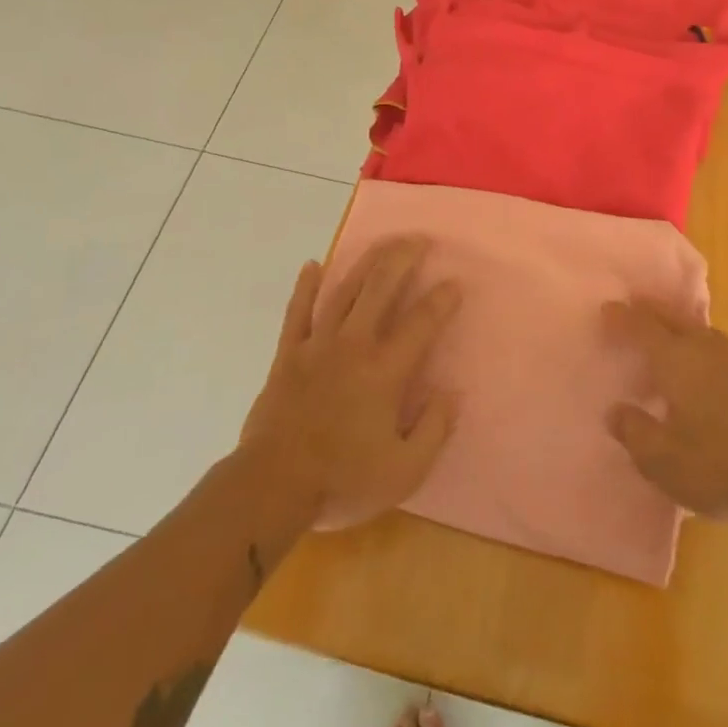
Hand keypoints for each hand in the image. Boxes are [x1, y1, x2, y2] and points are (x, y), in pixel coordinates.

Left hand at [240, 238, 459, 530]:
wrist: (272, 486)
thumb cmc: (342, 480)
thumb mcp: (404, 471)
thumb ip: (434, 429)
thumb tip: (451, 392)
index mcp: (385, 371)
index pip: (421, 323)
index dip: (441, 299)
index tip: (455, 282)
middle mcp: (353, 345)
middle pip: (381, 289)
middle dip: (403, 259)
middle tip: (420, 240)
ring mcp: (317, 346)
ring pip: (344, 291)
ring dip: (365, 263)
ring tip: (383, 243)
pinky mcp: (287, 355)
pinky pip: (297, 312)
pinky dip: (305, 287)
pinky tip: (312, 265)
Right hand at [605, 299, 727, 526]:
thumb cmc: (719, 465)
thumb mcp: (661, 459)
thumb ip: (634, 431)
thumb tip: (616, 411)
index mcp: (676, 360)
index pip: (642, 328)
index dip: (622, 318)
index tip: (606, 308)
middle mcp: (704, 349)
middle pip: (672, 318)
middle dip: (650, 310)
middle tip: (633, 305)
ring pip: (699, 329)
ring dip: (678, 323)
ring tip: (666, 329)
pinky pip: (716, 346)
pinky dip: (699, 342)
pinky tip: (701, 362)